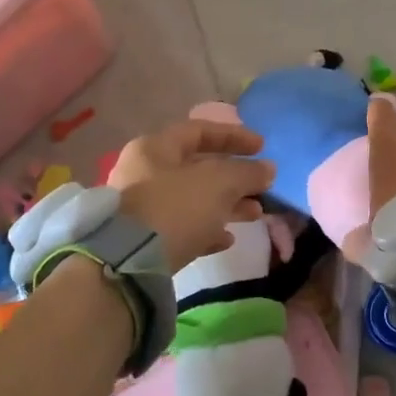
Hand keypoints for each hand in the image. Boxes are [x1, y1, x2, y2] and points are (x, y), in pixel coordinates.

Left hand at [108, 118, 275, 272]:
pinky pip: (182, 228)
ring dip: (227, 205)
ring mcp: (142, 209)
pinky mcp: (144, 241)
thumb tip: (268, 169)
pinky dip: (207, 230)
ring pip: (193, 200)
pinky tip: (227, 240)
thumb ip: (247, 173)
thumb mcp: (218, 184)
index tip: (262, 147)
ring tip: (255, 214)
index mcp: (155, 149)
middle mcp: (144, 174)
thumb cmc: (175, 208)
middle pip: (197, 168)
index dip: (233, 136)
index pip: (199, 131)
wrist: (127, 264)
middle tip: (262, 186)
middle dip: (234, 177)